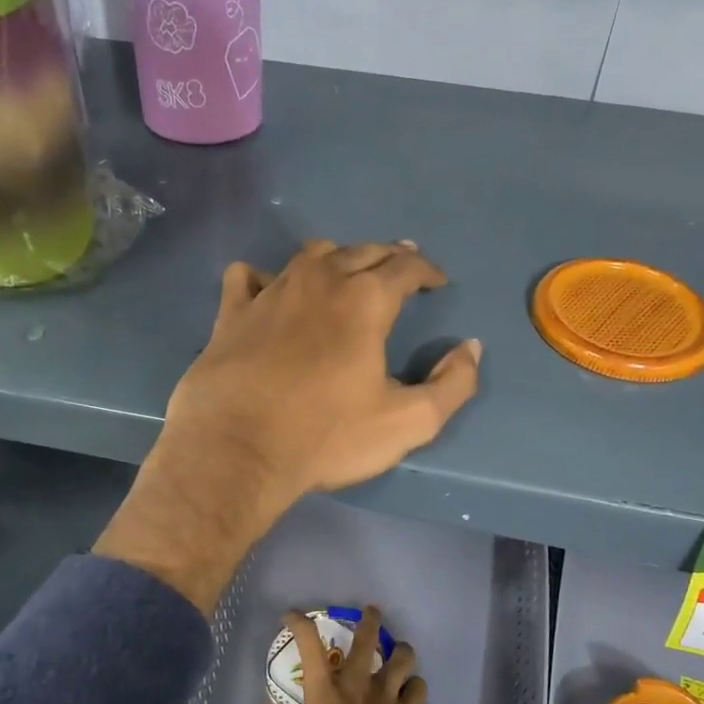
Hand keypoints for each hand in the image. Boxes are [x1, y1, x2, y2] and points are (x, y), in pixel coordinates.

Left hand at [167, 240, 480, 508]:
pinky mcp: (231, 313)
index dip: (427, 270)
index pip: (406, 267)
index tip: (437, 281)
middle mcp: (319, 282)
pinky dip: (265, 277)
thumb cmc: (326, 437)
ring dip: (336, 259)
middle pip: (361, 251)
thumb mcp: (408, 423)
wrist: (237, 451)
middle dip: (387, 256)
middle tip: (400, 267)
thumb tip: (471, 348)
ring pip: (309, 256)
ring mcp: (270, 292)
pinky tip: (269, 291)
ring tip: (344, 273)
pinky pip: (248, 276)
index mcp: (365, 301)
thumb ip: (452, 385)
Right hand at [268, 606, 425, 703]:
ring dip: (400, 650)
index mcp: (325, 690)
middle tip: (372, 612)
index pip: (309, 644)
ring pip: (402, 658)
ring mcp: (387, 697)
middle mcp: (357, 684)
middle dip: (369, 620)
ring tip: (399, 650)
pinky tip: (411, 690)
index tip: (291, 616)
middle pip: (367, 639)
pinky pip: (418, 689)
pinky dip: (415, 686)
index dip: (299, 623)